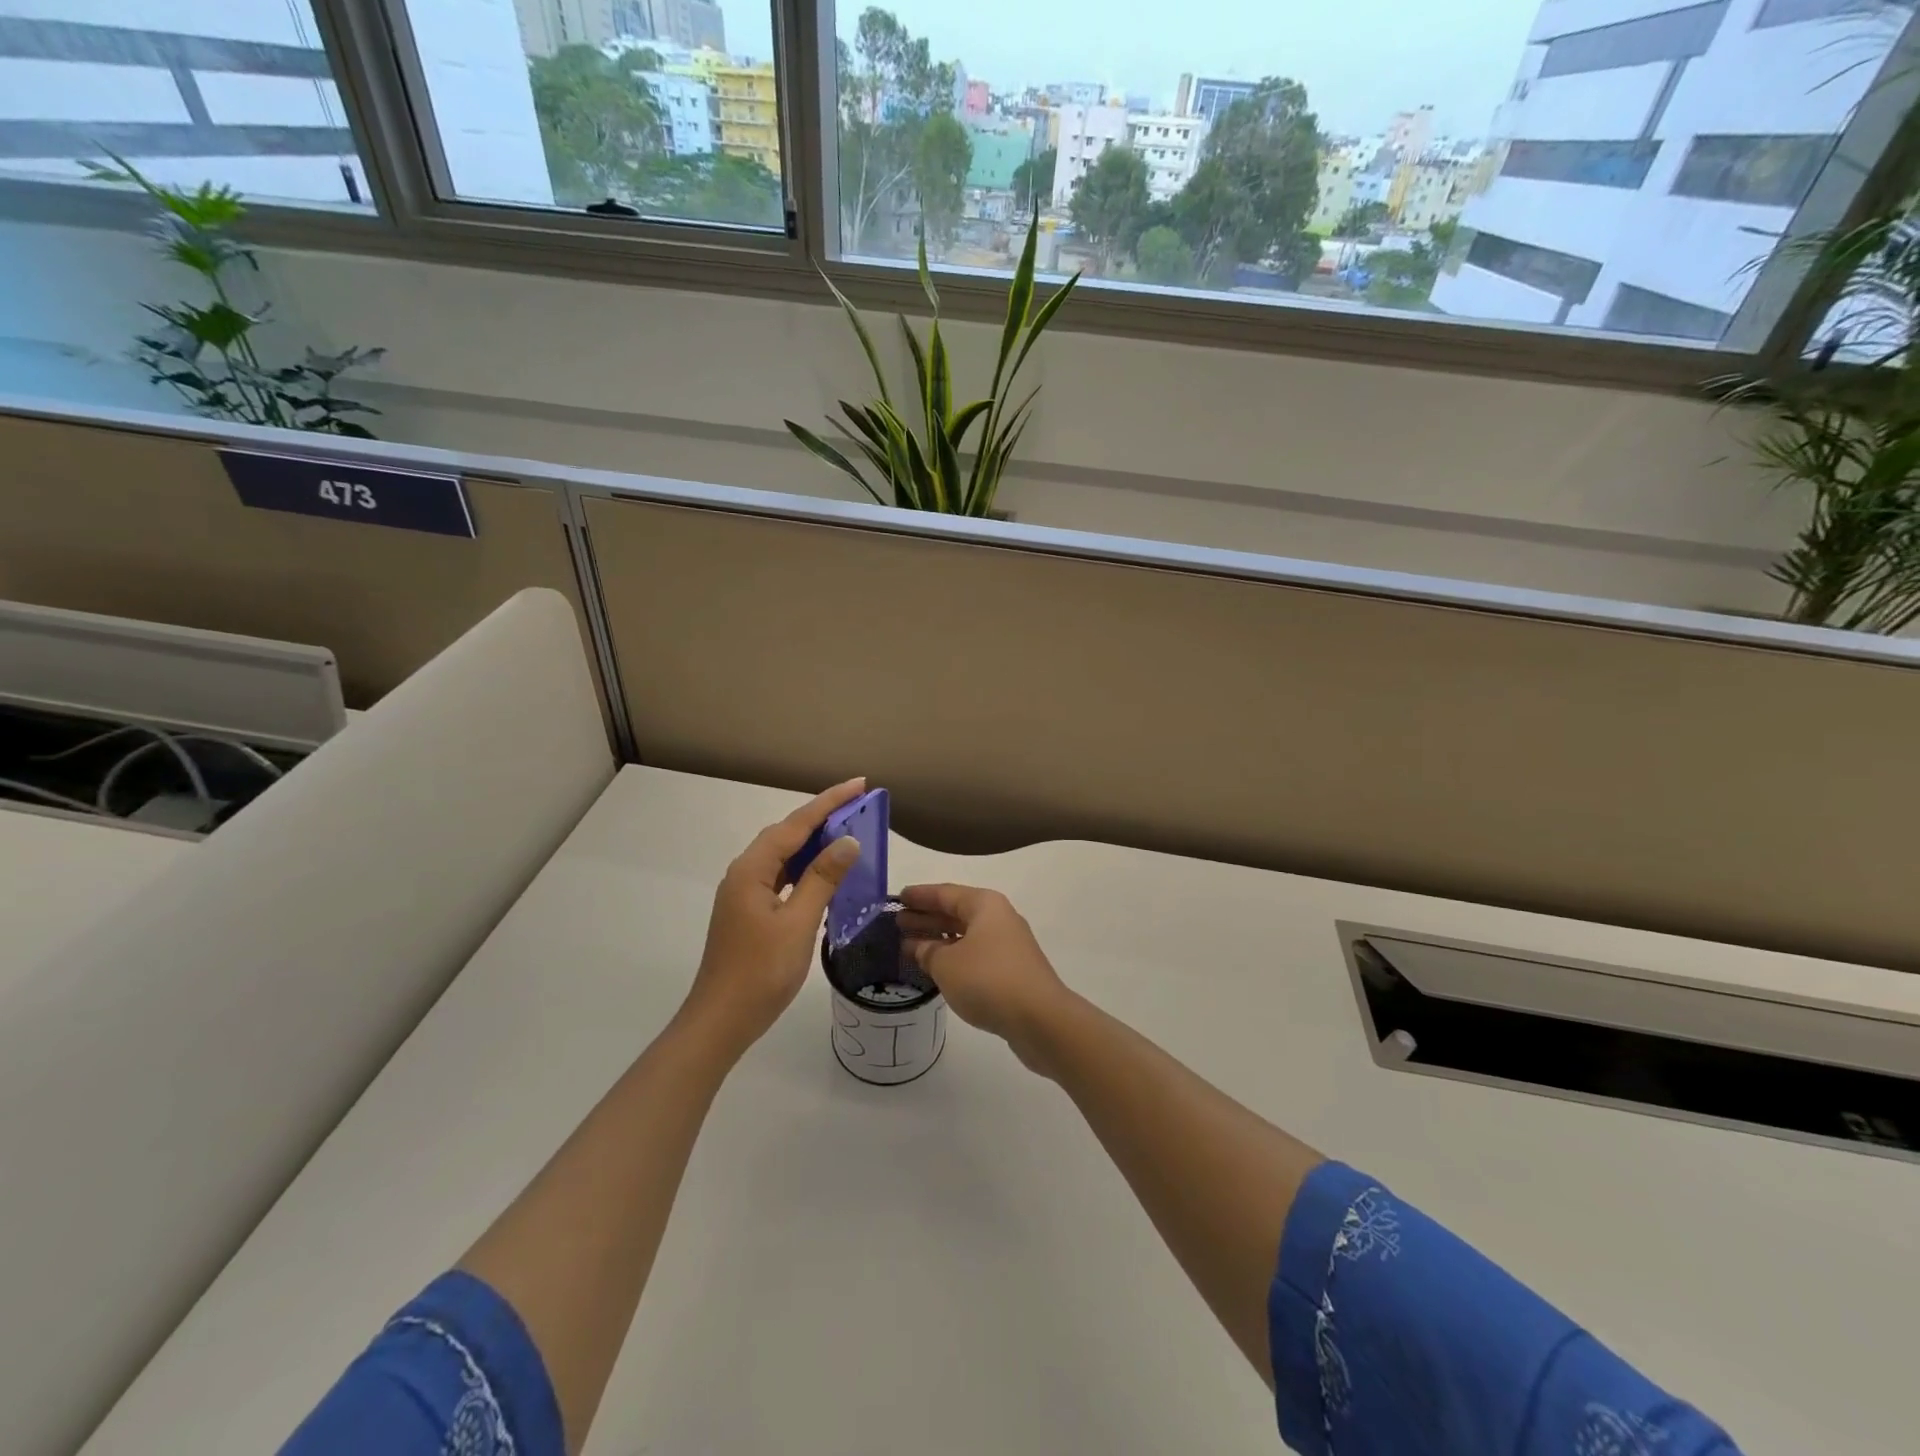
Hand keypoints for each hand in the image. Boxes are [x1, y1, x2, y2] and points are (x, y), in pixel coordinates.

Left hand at [680, 778, 865, 1060]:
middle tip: (858, 805)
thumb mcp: (798, 923)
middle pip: (786, 834)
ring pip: (783, 856)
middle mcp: (744, 874)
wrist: (721, 1021)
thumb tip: (847, 841)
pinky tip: (825, 874)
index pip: (795, 825)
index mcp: (751, 870)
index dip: (828, 802)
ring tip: (848, 832)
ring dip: (814, 843)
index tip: (859, 784)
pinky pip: (782, 877)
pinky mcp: (750, 911)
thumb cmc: (761, 972)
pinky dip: (805, 869)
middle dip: (822, 817)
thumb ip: (822, 879)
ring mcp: (744, 893)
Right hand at [899, 884, 1075, 1072]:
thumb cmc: (988, 980)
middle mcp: (998, 919)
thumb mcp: (947, 964)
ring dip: (938, 939)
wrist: (1040, 1018)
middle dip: (927, 917)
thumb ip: (928, 952)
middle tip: (897, 923)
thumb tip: (921, 947)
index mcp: (985, 905)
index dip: (920, 896)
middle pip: (956, 912)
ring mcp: (1008, 946)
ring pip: (965, 935)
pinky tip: (937, 968)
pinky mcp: (1012, 971)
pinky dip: (953, 957)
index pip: (945, 893)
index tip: (897, 898)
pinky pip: (974, 955)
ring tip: (909, 946)